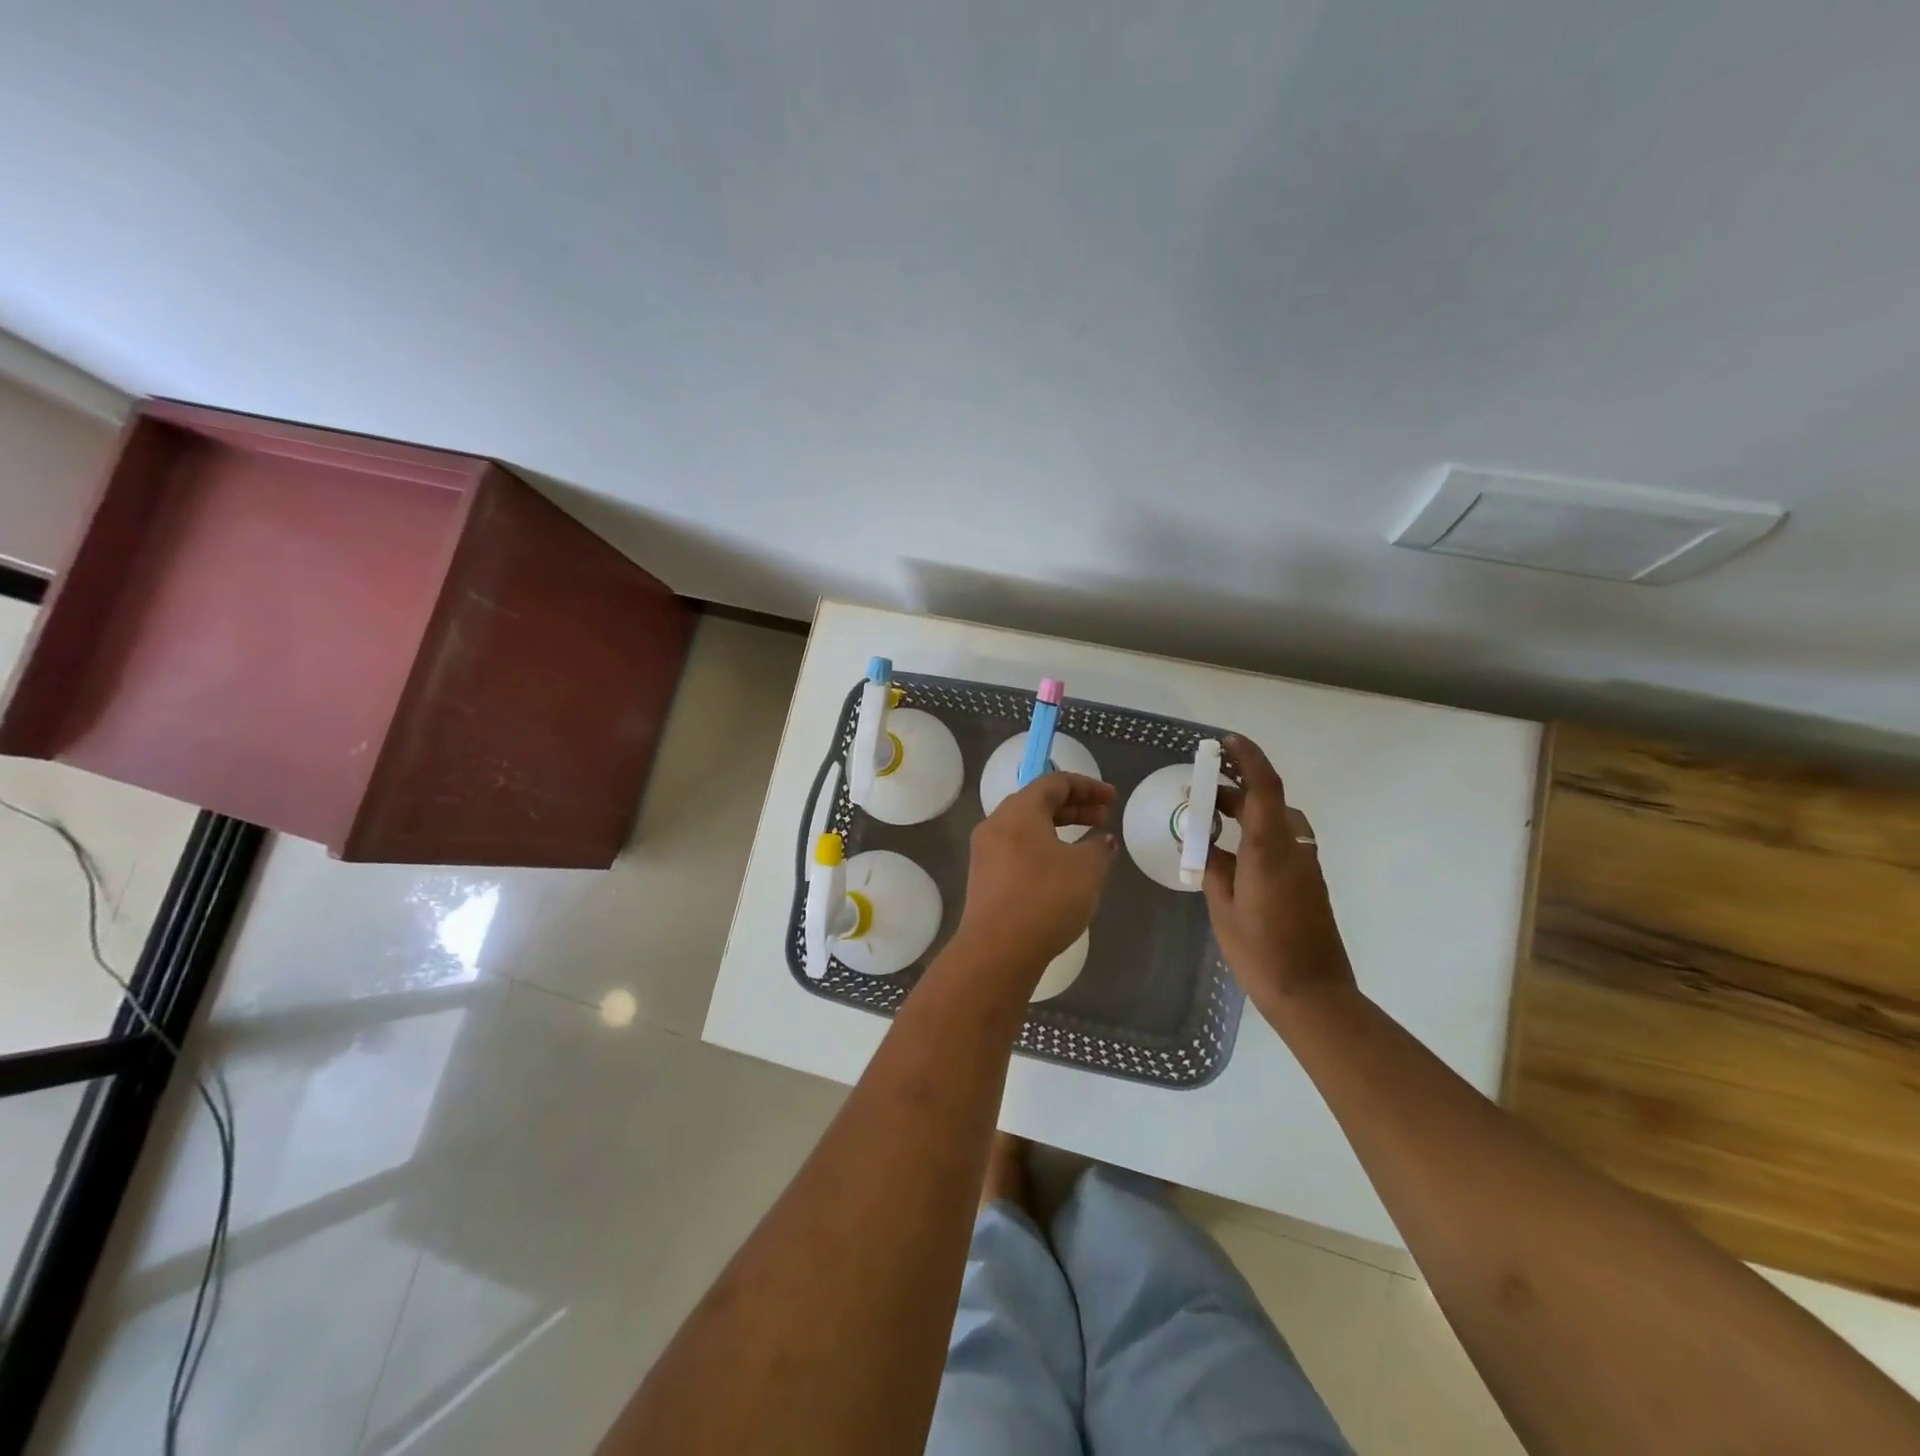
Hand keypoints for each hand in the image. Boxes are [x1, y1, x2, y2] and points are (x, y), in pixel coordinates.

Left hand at [954, 772, 1117, 987]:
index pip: (1053, 782)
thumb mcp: (1087, 869)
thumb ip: (1099, 848)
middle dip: (1073, 807)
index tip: (1112, 798)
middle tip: (1103, 818)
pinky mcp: (984, 878)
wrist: (997, 950)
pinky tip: (1062, 870)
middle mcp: (996, 824)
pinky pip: (1017, 850)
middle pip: (1037, 802)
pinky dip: (1043, 849)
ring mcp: (985, 852)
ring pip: (1026, 828)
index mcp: (1019, 811)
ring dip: (1058, 829)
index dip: (1087, 786)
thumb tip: (1103, 840)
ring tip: (1087, 844)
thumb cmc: (1046, 898)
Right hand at [1204, 735, 1356, 1016]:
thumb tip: (1207, 845)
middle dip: (1234, 786)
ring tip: (1208, 819)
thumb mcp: (1223, 908)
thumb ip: (1215, 869)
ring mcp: (1304, 866)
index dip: (1248, 758)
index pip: (1263, 787)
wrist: (1313, 995)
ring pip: (1274, 821)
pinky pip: (1279, 842)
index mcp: (1270, 849)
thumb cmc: (1261, 952)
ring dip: (1245, 811)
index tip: (1225, 743)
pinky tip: (1229, 854)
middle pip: (1267, 800)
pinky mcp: (1307, 882)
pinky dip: (1254, 833)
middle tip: (1199, 787)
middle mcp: (1293, 849)